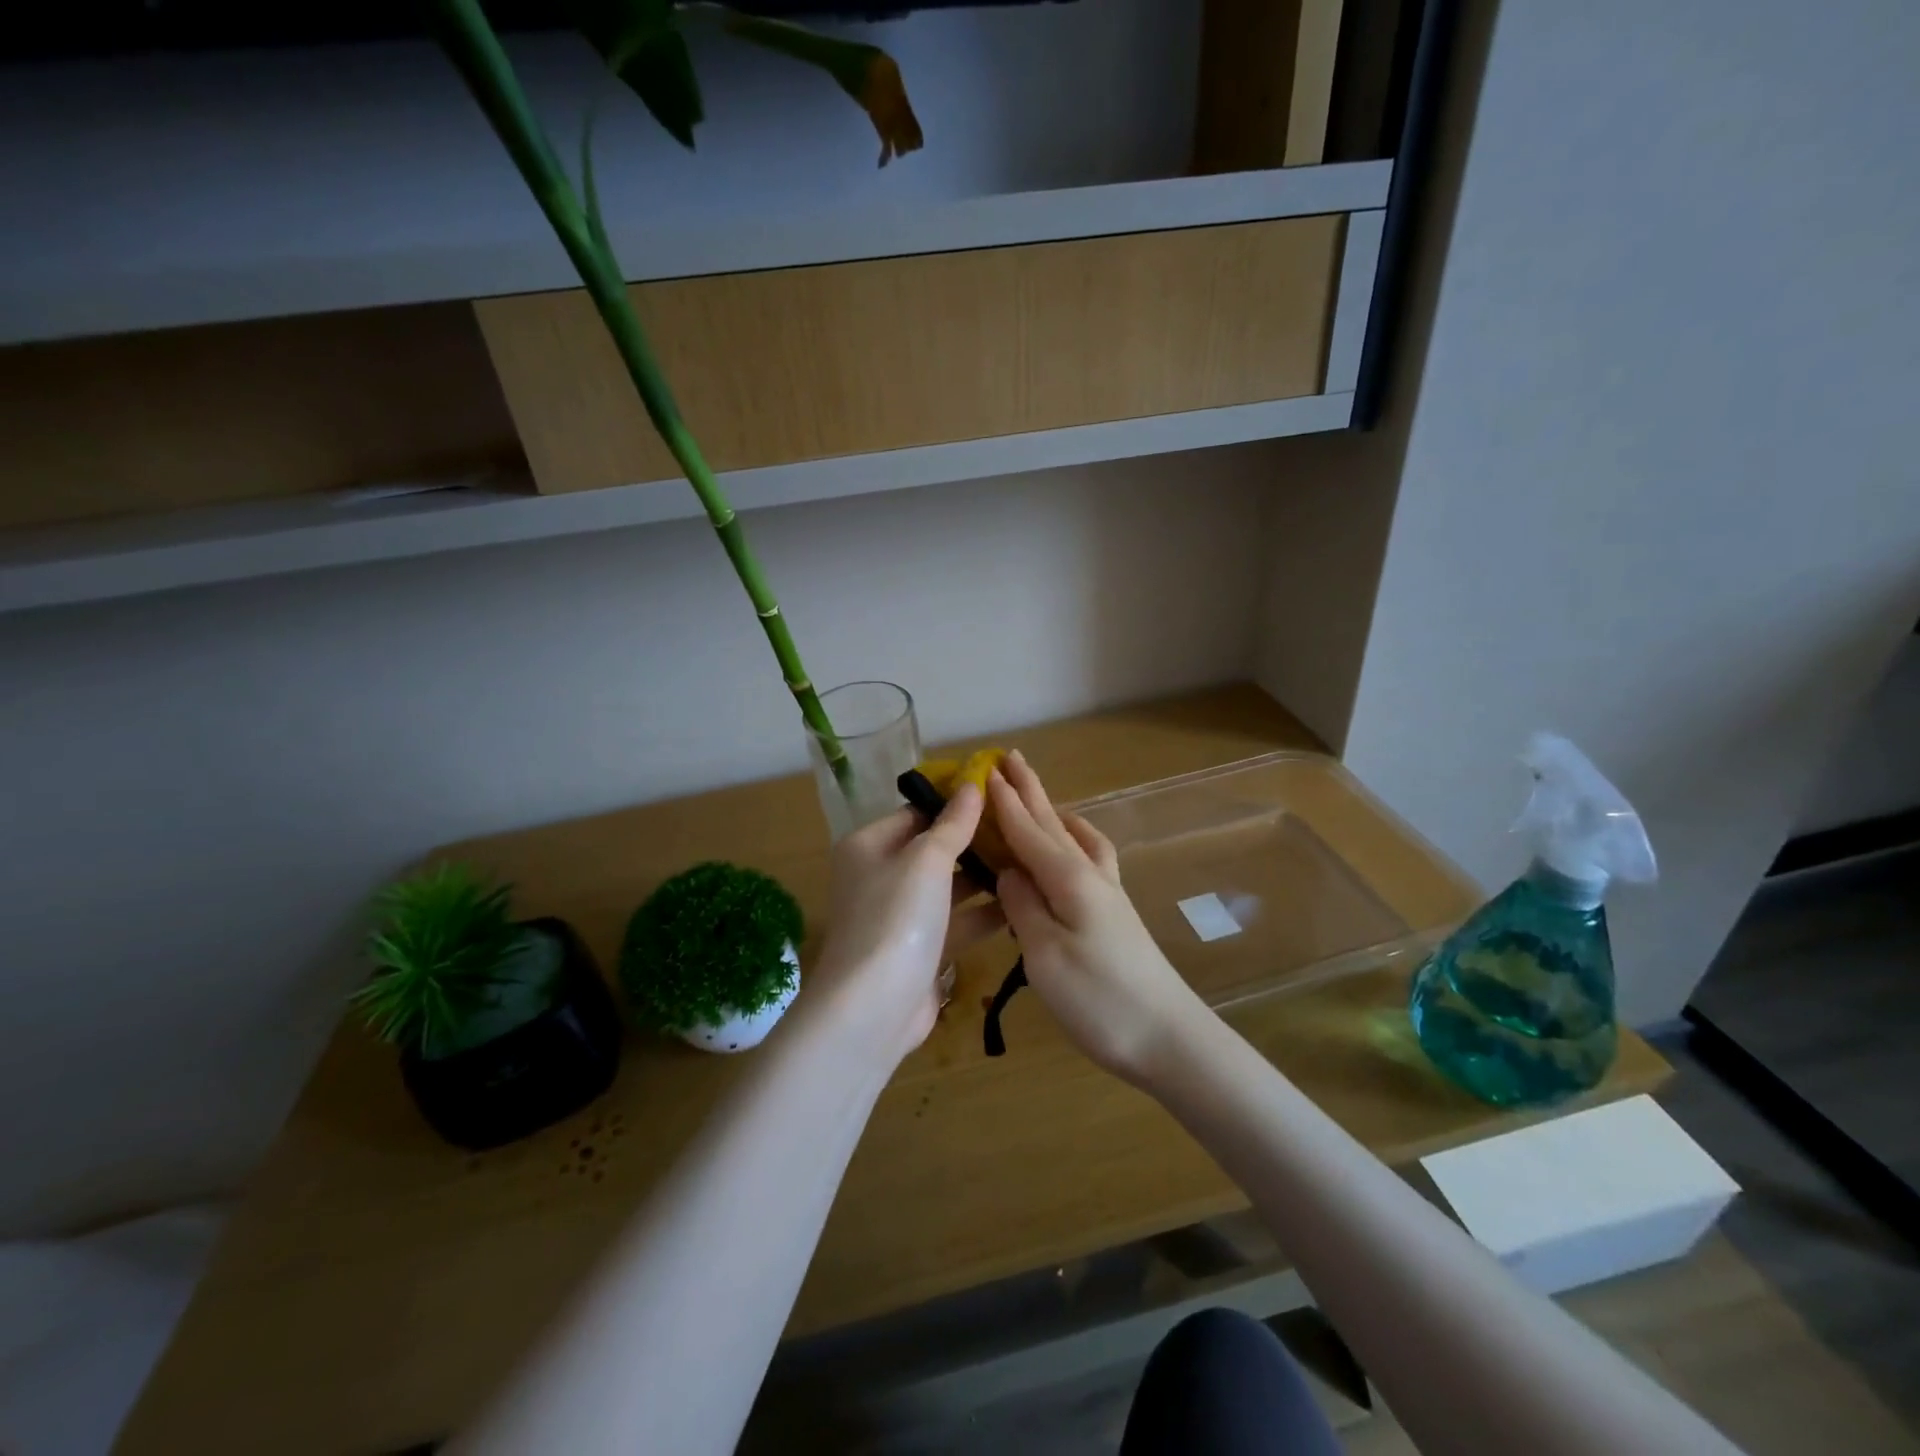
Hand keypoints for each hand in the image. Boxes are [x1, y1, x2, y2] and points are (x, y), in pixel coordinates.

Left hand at [810, 783, 1005, 1061]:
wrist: (873, 1010)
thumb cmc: (895, 919)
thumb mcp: (926, 861)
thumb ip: (954, 824)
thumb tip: (973, 783)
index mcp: (869, 846)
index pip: (916, 812)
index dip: (954, 803)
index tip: (999, 795)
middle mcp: (880, 877)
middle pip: (933, 850)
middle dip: (975, 842)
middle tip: (1023, 829)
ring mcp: (900, 917)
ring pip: (948, 888)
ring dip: (984, 879)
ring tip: (1030, 862)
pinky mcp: (920, 951)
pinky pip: (955, 923)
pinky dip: (982, 914)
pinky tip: (1021, 904)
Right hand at [988, 752, 1206, 1084]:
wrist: (1168, 1038)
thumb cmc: (1099, 1000)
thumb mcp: (1045, 955)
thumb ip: (1023, 906)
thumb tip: (1008, 871)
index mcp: (1068, 880)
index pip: (1027, 832)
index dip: (1004, 802)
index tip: (984, 770)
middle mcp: (1089, 875)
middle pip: (1053, 823)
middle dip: (1030, 791)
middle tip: (1011, 758)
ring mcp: (1107, 893)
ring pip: (1075, 837)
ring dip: (1053, 812)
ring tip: (1039, 797)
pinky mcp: (1114, 913)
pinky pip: (1091, 858)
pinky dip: (1075, 840)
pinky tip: (1073, 848)